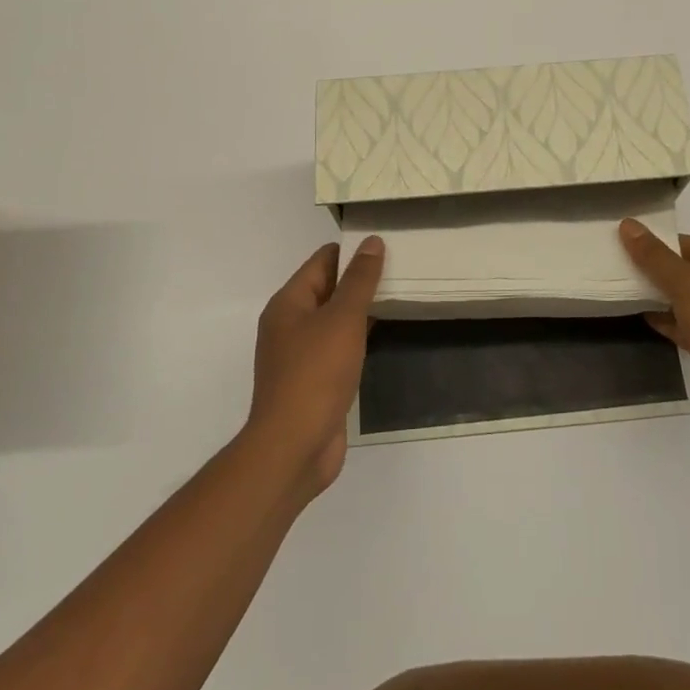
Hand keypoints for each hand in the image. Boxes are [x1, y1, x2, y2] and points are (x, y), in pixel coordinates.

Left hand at [248, 237, 383, 498]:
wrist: (294, 447)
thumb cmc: (316, 374)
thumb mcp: (342, 319)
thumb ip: (359, 280)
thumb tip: (372, 242)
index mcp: (288, 303)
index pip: (322, 261)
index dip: (352, 251)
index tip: (388, 246)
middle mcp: (289, 325)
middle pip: (328, 288)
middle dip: (360, 280)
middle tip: (401, 269)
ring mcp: (300, 355)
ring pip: (335, 320)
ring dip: (361, 309)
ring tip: (399, 296)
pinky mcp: (314, 381)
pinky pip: (338, 347)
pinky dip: (358, 337)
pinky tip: (382, 335)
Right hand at [620, 221, 689, 445]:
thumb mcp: (687, 282)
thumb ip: (655, 256)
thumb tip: (628, 224)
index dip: (661, 243)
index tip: (627, 243)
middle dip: (659, 270)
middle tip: (620, 266)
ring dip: (662, 297)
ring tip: (624, 290)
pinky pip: (689, 327)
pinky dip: (668, 322)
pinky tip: (641, 317)